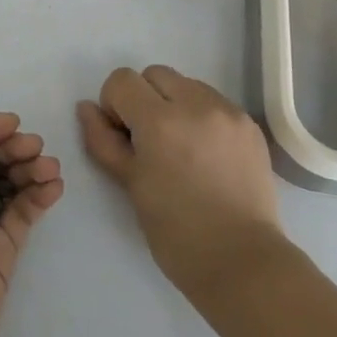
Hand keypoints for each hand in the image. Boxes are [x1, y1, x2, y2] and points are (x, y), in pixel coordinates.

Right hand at [78, 66, 285, 296]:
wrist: (242, 261)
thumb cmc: (175, 231)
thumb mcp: (129, 184)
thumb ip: (103, 140)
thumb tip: (87, 108)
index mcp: (159, 120)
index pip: (122, 80)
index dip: (115, 105)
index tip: (124, 136)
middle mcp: (196, 104)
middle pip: (155, 75)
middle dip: (144, 99)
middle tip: (150, 141)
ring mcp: (227, 112)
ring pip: (187, 85)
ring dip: (175, 104)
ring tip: (181, 147)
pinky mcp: (249, 125)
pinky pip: (215, 103)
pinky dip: (202, 117)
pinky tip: (207, 154)